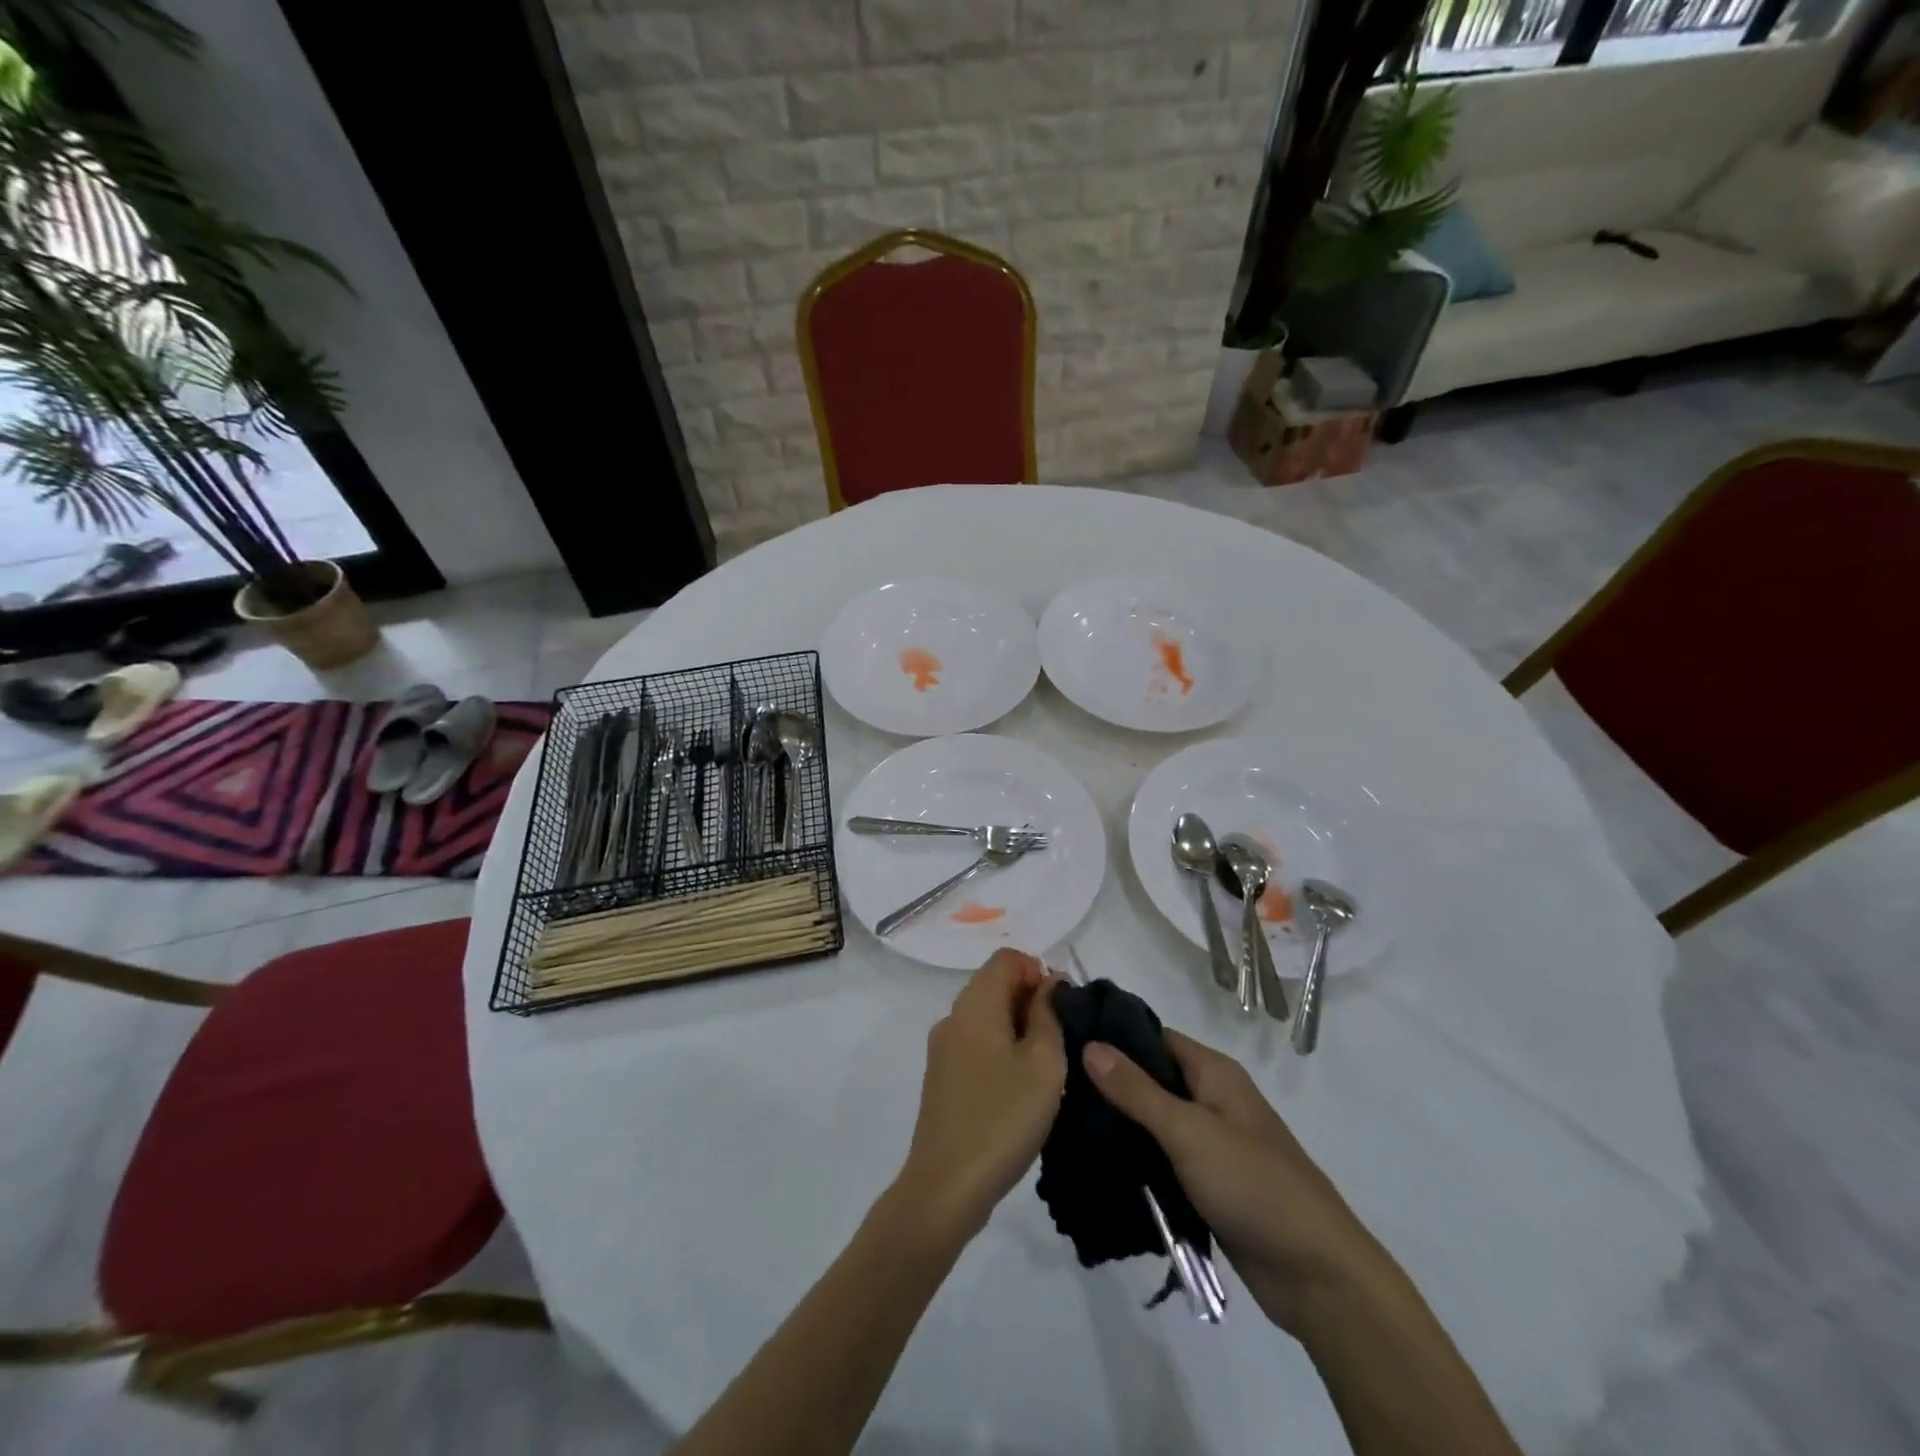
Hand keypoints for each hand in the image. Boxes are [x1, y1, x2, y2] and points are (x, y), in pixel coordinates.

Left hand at [892, 950, 1066, 1246]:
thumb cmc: (1003, 1118)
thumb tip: (1049, 985)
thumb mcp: (1044, 1063)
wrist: (946, 1187)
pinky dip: (1001, 1049)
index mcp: (975, 1004)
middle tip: (1063, 1039)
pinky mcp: (942, 1077)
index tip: (1064, 1008)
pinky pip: (976, 1043)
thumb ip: (1049, 1014)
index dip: (1039, 971)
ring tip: (1047, 1066)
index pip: (1007, 959)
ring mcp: (943, 1048)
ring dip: (1019, 1027)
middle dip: (1032, 1000)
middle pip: (995, 984)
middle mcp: (953, 1016)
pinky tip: (1021, 1087)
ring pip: (986, 1016)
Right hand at [1083, 1030, 1384, 1333]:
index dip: (1111, 1036)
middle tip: (1055, 1090)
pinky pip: (1162, 1158)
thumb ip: (1137, 1091)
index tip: (1063, 1042)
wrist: (1317, 1276)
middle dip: (1107, 1084)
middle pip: (1150, 1078)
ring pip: (1153, 1121)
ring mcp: (1210, 1142)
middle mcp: (1211, 1098)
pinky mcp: (1207, 1182)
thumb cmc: (1254, 1186)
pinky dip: (1135, 1159)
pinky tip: (1097, 1165)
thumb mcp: (1189, 1132)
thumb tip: (1089, 1044)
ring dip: (1118, 1125)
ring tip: (1064, 1126)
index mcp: (1213, 1072)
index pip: (1151, 1037)